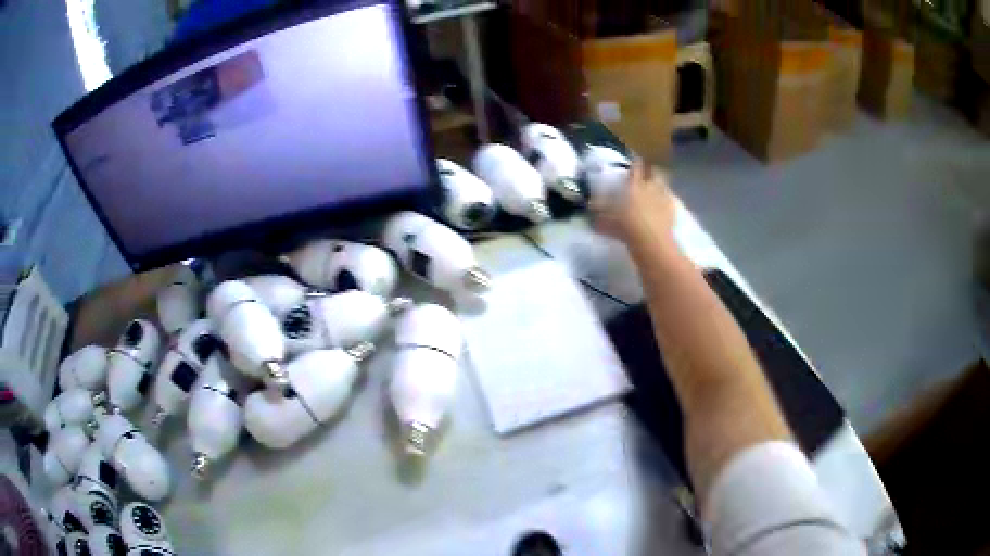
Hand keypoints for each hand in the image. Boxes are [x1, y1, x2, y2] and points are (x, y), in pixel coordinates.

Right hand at [590, 159, 676, 245]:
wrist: (651, 241)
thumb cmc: (626, 227)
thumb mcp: (606, 221)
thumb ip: (598, 212)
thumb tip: (589, 205)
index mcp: (634, 185)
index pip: (635, 167)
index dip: (635, 162)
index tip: (634, 159)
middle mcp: (650, 187)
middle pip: (654, 172)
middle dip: (651, 171)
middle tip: (647, 173)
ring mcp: (663, 198)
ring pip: (664, 184)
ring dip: (660, 184)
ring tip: (656, 187)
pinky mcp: (672, 210)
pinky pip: (670, 200)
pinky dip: (667, 200)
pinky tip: (664, 205)